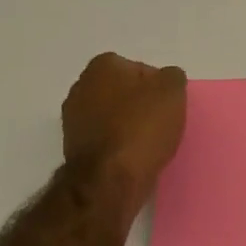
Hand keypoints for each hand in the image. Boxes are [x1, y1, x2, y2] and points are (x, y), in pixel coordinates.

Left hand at [61, 53, 188, 196]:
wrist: (110, 178)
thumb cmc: (142, 126)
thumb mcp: (172, 91)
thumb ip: (172, 76)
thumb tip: (166, 79)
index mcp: (102, 67)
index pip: (139, 68)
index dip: (157, 85)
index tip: (168, 103)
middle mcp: (81, 87)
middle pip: (123, 91)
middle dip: (140, 102)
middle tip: (162, 120)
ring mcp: (73, 118)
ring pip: (113, 114)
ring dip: (129, 123)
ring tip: (150, 141)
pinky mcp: (75, 146)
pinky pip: (106, 137)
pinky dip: (119, 142)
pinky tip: (134, 154)